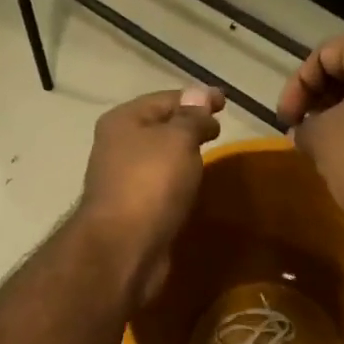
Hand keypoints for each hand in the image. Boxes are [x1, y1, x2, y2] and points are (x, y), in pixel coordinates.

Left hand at [78, 85, 225, 304]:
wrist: (123, 248)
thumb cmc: (151, 184)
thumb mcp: (178, 140)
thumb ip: (192, 117)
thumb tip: (199, 95)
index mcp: (123, 120)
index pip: (165, 98)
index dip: (197, 97)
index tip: (226, 102)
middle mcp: (117, 146)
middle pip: (159, 128)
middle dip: (188, 126)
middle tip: (219, 130)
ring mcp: (122, 180)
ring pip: (159, 159)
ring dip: (182, 156)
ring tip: (211, 157)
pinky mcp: (132, 210)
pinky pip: (160, 186)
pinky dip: (177, 182)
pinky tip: (193, 188)